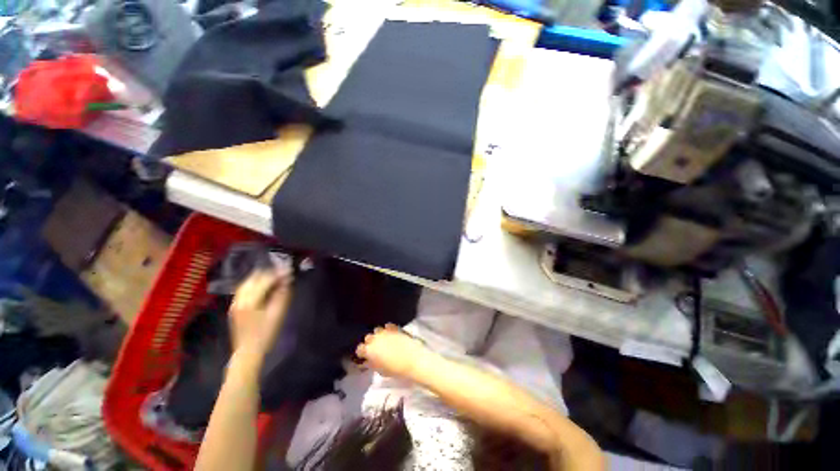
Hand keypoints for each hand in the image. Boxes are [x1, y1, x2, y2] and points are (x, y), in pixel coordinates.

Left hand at [229, 270, 292, 360]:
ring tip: (275, 278)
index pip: (265, 280)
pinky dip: (255, 284)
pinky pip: (244, 289)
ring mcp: (235, 302)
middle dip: (269, 273)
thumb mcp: (278, 314)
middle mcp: (239, 298)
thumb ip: (282, 294)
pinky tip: (264, 286)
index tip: (290, 271)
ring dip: (262, 277)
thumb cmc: (266, 334)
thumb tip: (287, 280)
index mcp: (250, 300)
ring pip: (248, 282)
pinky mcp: (235, 306)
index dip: (278, 274)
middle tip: (284, 274)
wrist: (248, 352)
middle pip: (254, 278)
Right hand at [355, 324, 429, 379]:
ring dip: (378, 335)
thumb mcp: (381, 371)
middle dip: (369, 343)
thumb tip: (368, 361)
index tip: (364, 356)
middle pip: (368, 337)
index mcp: (369, 350)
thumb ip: (372, 364)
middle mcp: (376, 339)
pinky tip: (391, 334)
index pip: (359, 349)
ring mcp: (386, 332)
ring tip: (383, 341)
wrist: (413, 360)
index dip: (361, 353)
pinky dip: (388, 329)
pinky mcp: (395, 328)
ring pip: (377, 330)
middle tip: (374, 349)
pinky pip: (388, 326)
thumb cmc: (396, 370)